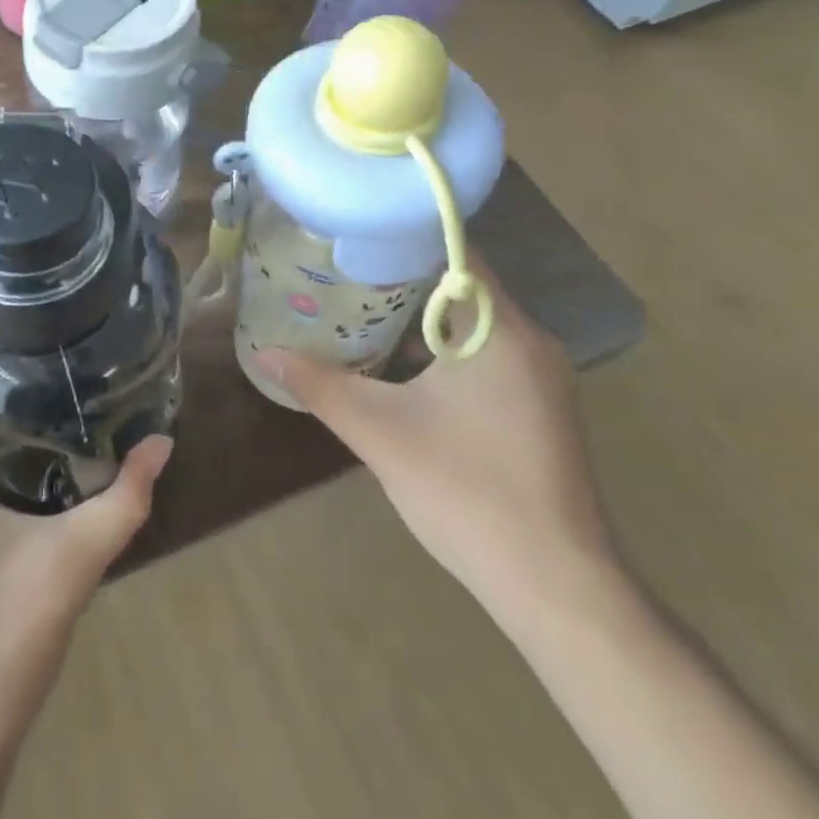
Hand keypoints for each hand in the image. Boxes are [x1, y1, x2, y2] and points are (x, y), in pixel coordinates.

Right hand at [250, 266, 611, 611]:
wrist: (554, 586)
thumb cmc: (467, 492)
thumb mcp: (379, 432)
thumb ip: (319, 385)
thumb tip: (263, 351)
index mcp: (501, 332)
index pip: (457, 252)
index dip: (403, 235)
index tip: (352, 232)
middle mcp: (529, 342)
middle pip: (462, 285)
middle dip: (401, 274)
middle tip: (340, 266)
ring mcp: (539, 378)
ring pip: (471, 323)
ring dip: (419, 313)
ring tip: (356, 303)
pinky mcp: (536, 407)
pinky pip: (483, 353)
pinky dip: (441, 346)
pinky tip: (396, 361)